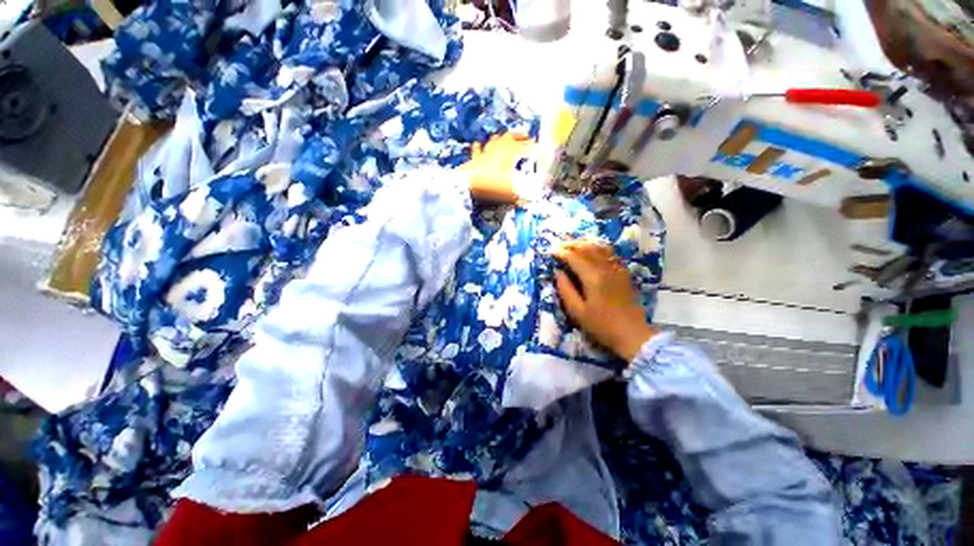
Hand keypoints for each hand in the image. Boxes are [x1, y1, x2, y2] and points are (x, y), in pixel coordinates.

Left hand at [460, 133, 535, 203]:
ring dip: (503, 138)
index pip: (525, 147)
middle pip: (511, 138)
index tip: (540, 149)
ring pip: (495, 140)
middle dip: (520, 137)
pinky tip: (478, 144)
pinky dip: (480, 147)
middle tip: (527, 137)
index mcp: (509, 154)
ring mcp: (485, 153)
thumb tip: (531, 200)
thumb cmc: (491, 186)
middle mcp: (498, 149)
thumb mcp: (511, 192)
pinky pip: (478, 150)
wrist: (467, 185)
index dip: (533, 148)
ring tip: (507, 137)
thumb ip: (522, 196)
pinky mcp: (474, 159)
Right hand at [552, 239, 658, 362]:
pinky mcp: (623, 272)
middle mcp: (606, 268)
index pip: (575, 257)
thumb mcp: (577, 312)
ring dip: (584, 243)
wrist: (633, 334)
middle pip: (587, 248)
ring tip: (572, 244)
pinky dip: (598, 247)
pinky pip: (609, 253)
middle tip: (558, 245)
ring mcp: (617, 269)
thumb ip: (565, 290)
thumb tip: (557, 272)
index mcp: (593, 277)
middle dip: (571, 245)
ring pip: (599, 247)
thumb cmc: (601, 325)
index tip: (551, 251)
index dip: (562, 253)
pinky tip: (591, 250)